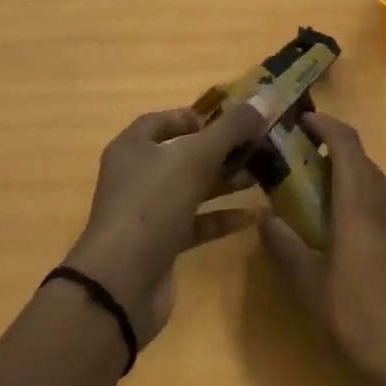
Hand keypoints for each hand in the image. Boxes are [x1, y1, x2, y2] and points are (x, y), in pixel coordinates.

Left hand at [65, 106, 265, 342]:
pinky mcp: (161, 246)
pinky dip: (224, 217)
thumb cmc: (152, 204)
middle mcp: (137, 176)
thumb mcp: (195, 157)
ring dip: (226, 181)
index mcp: (133, 147)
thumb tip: (264, 100)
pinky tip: (256, 214)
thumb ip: (231, 128)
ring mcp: (148, 213)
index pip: (163, 120)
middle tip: (258, 145)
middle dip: (221, 149)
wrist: (121, 285)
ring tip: (264, 174)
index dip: (197, 116)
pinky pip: (197, 223)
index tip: (231, 119)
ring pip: (193, 188)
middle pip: (183, 154)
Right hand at [260, 113, 385, 385]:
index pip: (345, 141)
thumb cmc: (367, 317)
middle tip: (299, 169)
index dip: (324, 124)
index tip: (301, 121)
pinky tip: (353, 235)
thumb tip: (264, 220)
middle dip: (330, 155)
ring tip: (321, 202)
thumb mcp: (314, 289)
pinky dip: (366, 202)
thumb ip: (286, 250)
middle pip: (360, 159)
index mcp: (361, 200)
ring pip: (375, 182)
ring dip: (349, 180)